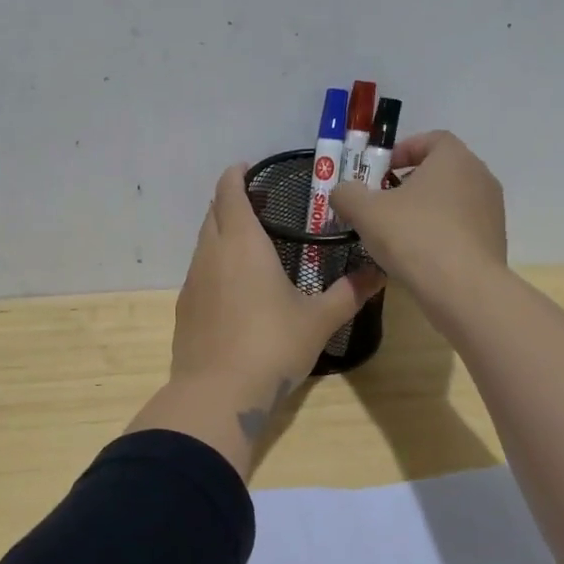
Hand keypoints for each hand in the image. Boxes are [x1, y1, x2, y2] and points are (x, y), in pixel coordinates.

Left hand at [127, 163, 383, 477]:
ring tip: (251, 246)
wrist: (218, 393)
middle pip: (213, 213)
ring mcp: (192, 281)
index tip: (249, 169)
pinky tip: (236, 288)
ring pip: (204, 243)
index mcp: (242, 243)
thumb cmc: (272, 346)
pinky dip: (215, 265)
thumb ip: (349, 293)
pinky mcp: (184, 308)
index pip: (230, 192)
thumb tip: (379, 271)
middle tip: (261, 207)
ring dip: (222, 234)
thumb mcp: (319, 320)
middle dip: (231, 202)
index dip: (236, 175)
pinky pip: (199, 272)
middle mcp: (211, 254)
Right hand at [328, 131, 506, 308]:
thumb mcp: (365, 212)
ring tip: (399, 233)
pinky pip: (462, 228)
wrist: (464, 290)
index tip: (382, 170)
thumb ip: (347, 194)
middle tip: (384, 201)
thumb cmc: (414, 237)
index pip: (432, 139)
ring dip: (426, 209)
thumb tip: (342, 192)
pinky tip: (420, 256)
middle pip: (442, 170)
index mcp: (454, 159)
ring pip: (452, 200)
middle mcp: (480, 177)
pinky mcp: (495, 241)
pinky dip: (441, 233)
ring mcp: (492, 211)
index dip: (404, 150)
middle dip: (411, 181)